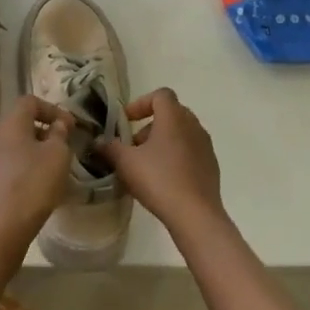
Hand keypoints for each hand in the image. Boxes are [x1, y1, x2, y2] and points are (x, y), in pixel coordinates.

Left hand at [0, 96, 73, 253]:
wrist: (1, 228)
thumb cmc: (34, 184)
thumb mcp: (58, 155)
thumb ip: (60, 134)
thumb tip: (58, 124)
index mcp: (10, 123)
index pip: (30, 102)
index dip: (52, 109)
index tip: (69, 126)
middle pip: (18, 122)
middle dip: (41, 130)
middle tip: (61, 146)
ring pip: (10, 144)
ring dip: (30, 149)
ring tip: (49, 167)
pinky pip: (3, 163)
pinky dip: (19, 166)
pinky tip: (32, 184)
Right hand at [98, 88, 224, 237]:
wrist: (195, 215)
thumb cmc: (158, 180)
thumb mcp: (125, 163)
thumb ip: (110, 147)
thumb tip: (98, 141)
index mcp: (173, 117)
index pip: (161, 95)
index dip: (141, 103)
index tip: (127, 121)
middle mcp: (193, 125)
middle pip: (171, 113)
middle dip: (150, 125)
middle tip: (134, 144)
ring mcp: (205, 146)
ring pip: (181, 133)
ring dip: (163, 141)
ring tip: (147, 164)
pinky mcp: (211, 165)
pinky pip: (191, 151)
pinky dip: (176, 156)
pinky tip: (164, 179)